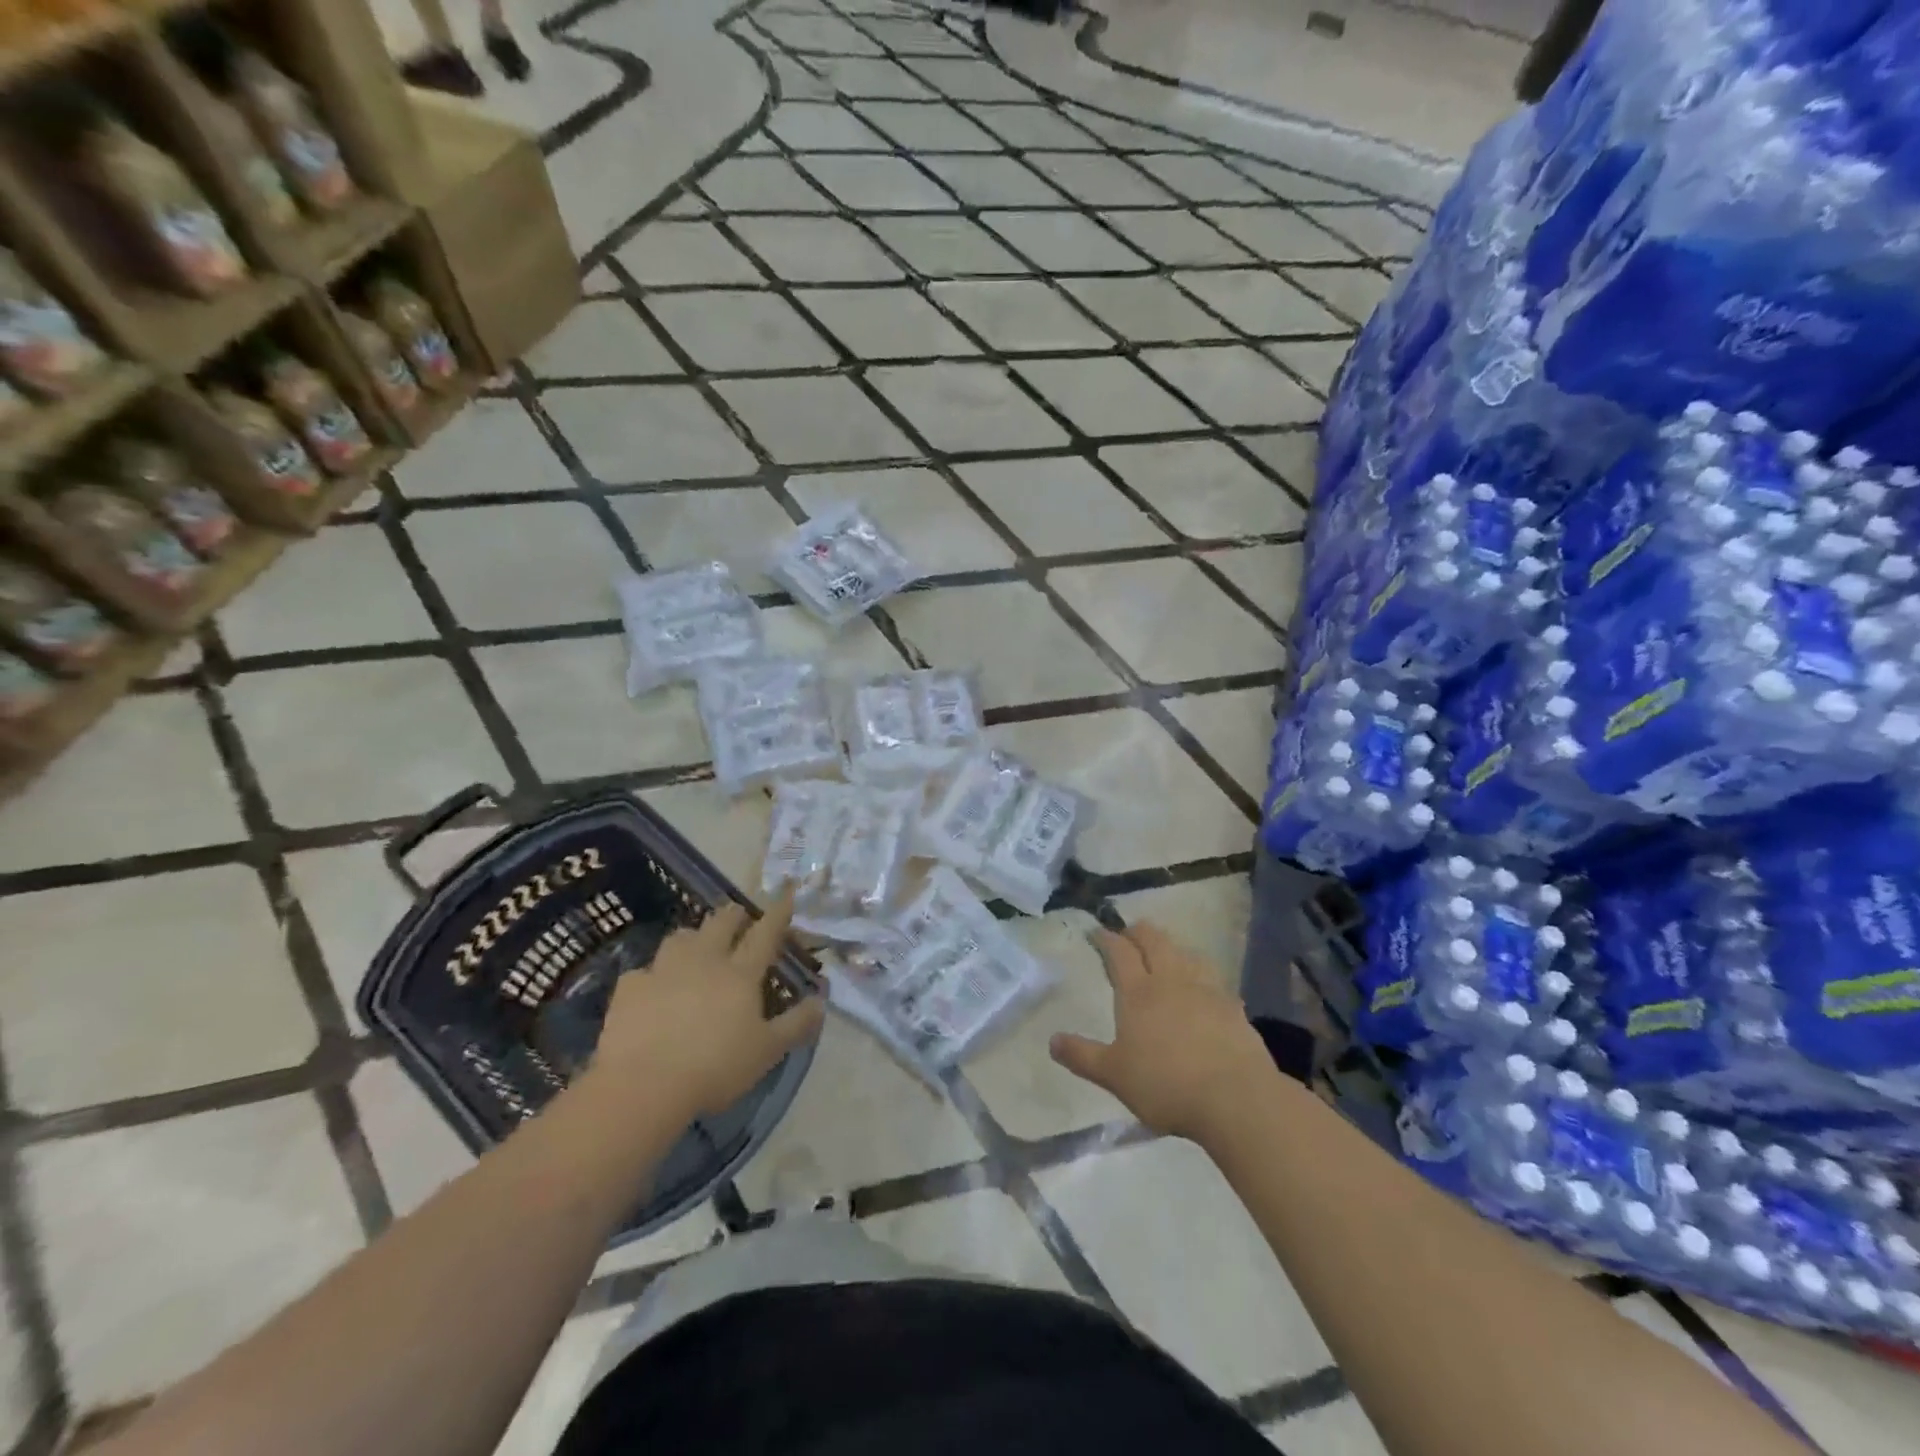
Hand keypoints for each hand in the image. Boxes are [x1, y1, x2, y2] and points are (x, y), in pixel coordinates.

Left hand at [588, 891, 824, 1123]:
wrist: (643, 1085)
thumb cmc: (715, 1067)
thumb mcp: (766, 1051)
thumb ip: (796, 1024)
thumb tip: (821, 1002)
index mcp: (740, 973)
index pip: (765, 934)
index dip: (778, 913)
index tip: (787, 893)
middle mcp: (704, 961)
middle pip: (721, 924)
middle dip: (733, 915)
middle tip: (739, 916)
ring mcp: (663, 971)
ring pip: (680, 937)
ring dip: (693, 936)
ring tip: (696, 944)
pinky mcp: (630, 989)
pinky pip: (643, 972)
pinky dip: (652, 975)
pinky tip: (651, 988)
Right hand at [1050, 922, 1278, 1141]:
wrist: (1235, 1097)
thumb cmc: (1166, 1084)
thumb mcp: (1114, 1075)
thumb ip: (1083, 1055)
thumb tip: (1052, 1040)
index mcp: (1138, 992)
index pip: (1119, 952)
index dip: (1106, 938)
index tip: (1097, 931)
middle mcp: (1171, 980)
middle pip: (1154, 941)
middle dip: (1138, 931)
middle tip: (1129, 933)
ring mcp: (1206, 990)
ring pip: (1186, 953)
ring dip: (1172, 947)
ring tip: (1166, 953)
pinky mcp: (1233, 1006)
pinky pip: (1213, 978)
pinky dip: (1201, 973)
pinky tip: (1204, 986)